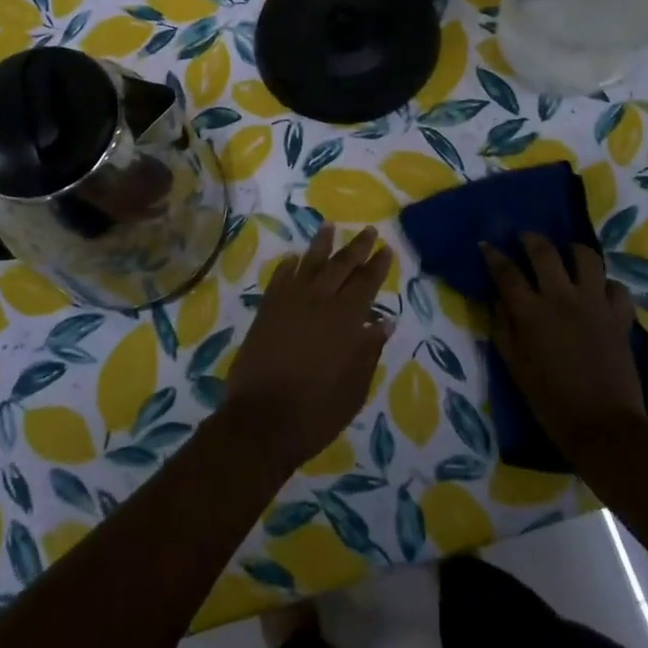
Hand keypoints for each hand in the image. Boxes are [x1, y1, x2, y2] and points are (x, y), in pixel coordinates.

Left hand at [222, 224, 393, 470]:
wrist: (262, 421)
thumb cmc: (317, 411)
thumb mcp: (354, 388)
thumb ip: (368, 351)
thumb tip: (383, 323)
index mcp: (345, 320)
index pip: (366, 282)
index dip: (377, 264)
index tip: (386, 247)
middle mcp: (318, 302)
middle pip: (340, 266)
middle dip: (356, 247)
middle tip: (367, 230)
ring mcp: (288, 303)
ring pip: (308, 264)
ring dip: (321, 244)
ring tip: (328, 226)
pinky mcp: (265, 311)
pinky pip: (279, 279)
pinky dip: (288, 266)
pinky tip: (293, 258)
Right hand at [482, 235, 643, 453]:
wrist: (603, 426)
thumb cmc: (550, 400)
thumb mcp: (515, 366)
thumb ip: (504, 329)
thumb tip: (499, 301)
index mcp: (531, 312)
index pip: (506, 272)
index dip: (493, 255)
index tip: (486, 244)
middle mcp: (562, 298)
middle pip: (545, 252)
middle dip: (531, 238)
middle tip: (524, 237)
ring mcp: (595, 304)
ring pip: (587, 258)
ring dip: (573, 250)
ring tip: (566, 254)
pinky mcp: (620, 317)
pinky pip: (617, 287)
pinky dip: (607, 285)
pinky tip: (599, 292)